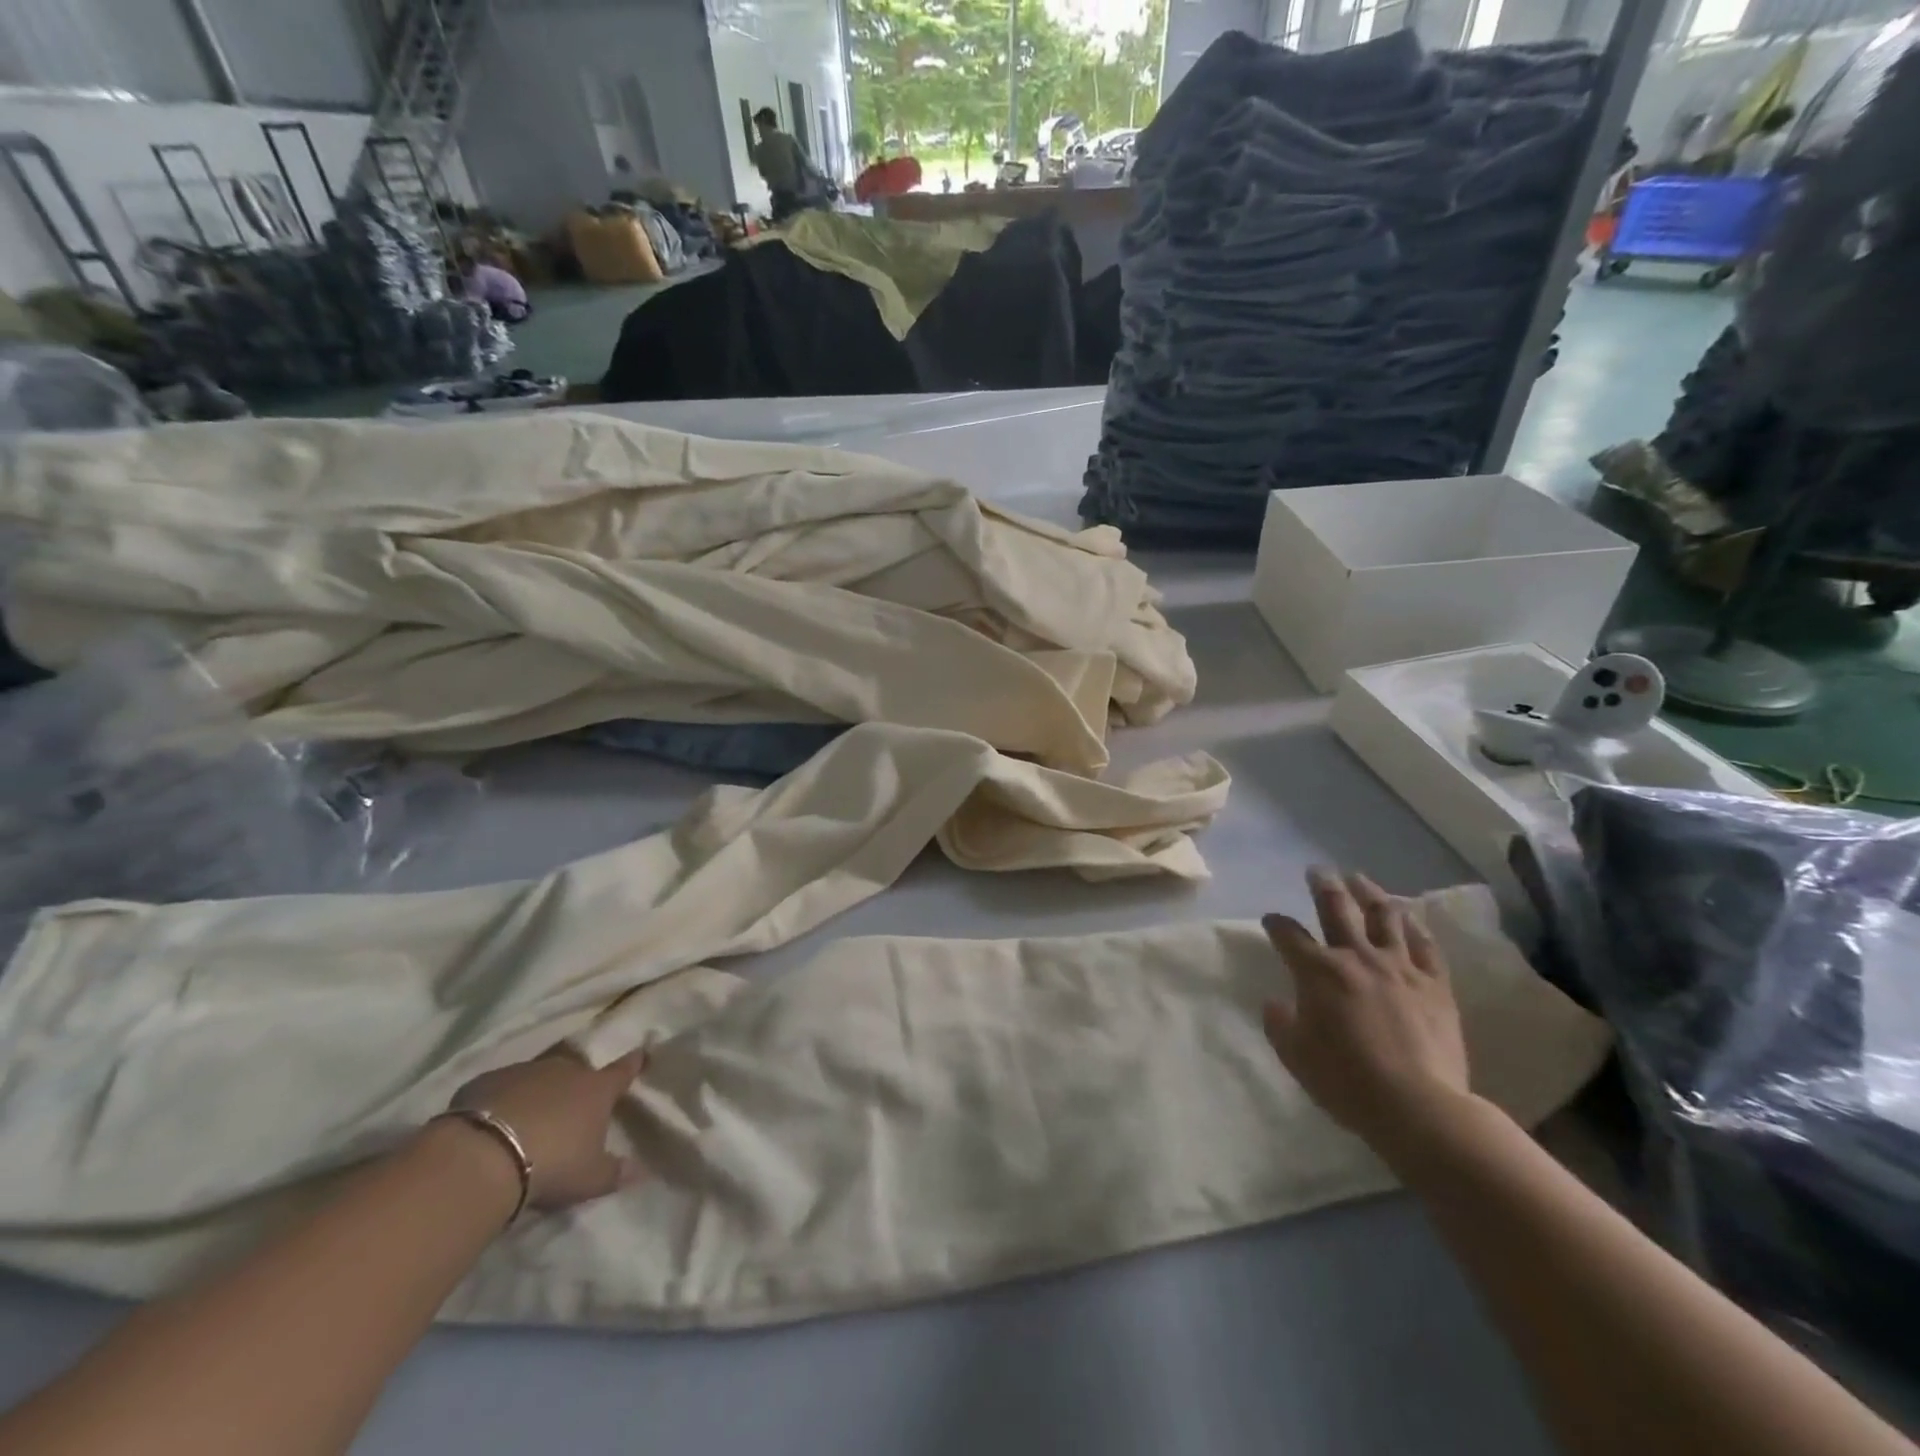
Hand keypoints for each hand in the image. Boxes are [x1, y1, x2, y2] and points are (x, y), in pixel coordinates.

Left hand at [448, 1049, 647, 1211]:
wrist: (484, 1156)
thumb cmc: (552, 1164)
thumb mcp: (589, 1178)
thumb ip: (615, 1173)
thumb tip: (642, 1171)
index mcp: (596, 1089)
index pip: (622, 1071)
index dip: (632, 1063)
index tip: (640, 1053)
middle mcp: (565, 1071)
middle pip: (576, 1072)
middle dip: (575, 1085)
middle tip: (569, 1107)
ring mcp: (525, 1072)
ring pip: (538, 1077)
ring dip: (537, 1093)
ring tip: (527, 1120)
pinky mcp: (487, 1081)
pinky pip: (500, 1088)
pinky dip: (501, 1100)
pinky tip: (491, 1124)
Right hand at [1262, 869, 1471, 1152]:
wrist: (1418, 1107)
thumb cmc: (1346, 1081)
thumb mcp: (1295, 1056)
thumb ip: (1279, 1024)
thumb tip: (1276, 1003)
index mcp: (1317, 971)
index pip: (1288, 935)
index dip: (1276, 923)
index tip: (1271, 919)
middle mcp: (1356, 957)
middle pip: (1336, 908)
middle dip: (1323, 885)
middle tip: (1317, 870)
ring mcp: (1400, 967)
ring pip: (1384, 915)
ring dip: (1369, 893)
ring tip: (1361, 881)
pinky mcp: (1435, 984)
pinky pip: (1425, 945)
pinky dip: (1414, 926)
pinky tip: (1408, 917)